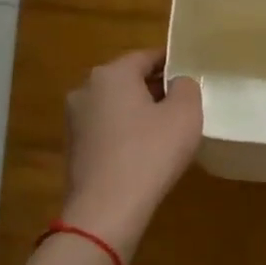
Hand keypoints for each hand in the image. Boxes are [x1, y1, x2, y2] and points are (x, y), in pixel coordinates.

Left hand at [61, 49, 202, 261]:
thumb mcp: (185, 115)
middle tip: (184, 103)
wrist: (106, 208)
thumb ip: (187, 87)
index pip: (147, 56)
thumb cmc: (150, 153)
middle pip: (128, 80)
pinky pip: (106, 130)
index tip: (191, 72)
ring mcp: (74, 120)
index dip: (172, 62)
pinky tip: (144, 152)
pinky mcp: (74, 148)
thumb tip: (177, 83)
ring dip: (139, 112)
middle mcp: (86, 89)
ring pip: (116, 106)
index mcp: (111, 74)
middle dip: (155, 88)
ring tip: (167, 130)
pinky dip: (125, 134)